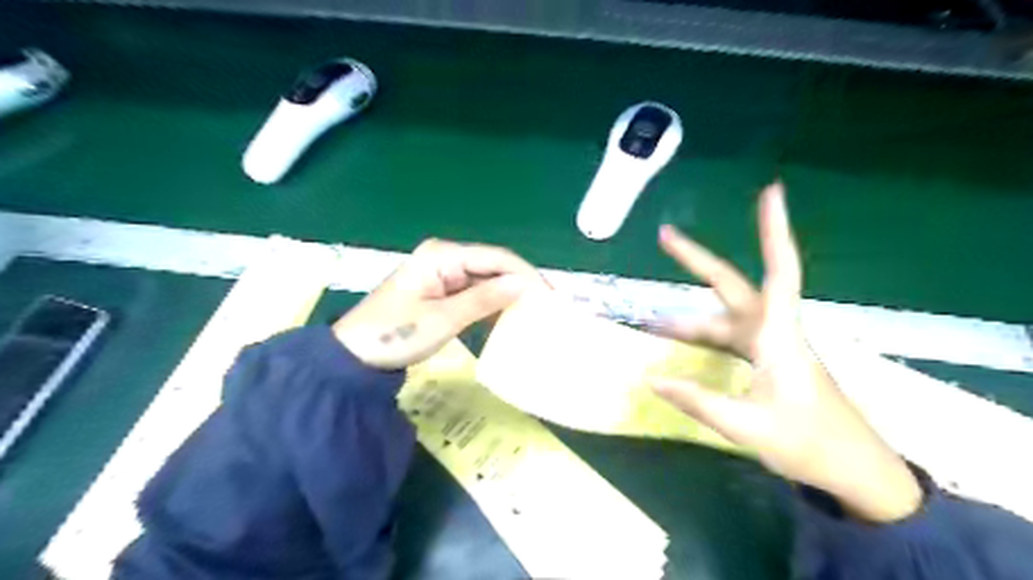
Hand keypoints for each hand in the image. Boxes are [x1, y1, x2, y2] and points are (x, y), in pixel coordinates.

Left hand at [337, 240, 546, 370]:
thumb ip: (484, 300)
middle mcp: (444, 256)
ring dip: (509, 292)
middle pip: (493, 264)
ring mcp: (442, 272)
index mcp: (442, 255)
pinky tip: (510, 312)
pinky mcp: (441, 289)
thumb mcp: (443, 319)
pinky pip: (475, 289)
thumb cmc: (395, 335)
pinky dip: (493, 301)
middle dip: (520, 282)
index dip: (525, 274)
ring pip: (486, 277)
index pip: (495, 257)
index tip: (550, 295)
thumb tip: (525, 285)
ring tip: (536, 309)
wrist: (354, 357)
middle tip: (548, 304)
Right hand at [648, 183, 923, 522]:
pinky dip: (701, 337)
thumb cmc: (809, 442)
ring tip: (650, 321)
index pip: (778, 271)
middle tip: (664, 235)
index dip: (773, 230)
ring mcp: (770, 345)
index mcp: (778, 336)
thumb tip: (650, 378)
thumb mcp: (747, 426)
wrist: (852, 469)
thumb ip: (697, 400)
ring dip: (688, 317)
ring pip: (723, 318)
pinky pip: (728, 338)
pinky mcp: (767, 359)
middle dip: (697, 260)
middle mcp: (774, 331)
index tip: (771, 191)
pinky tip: (680, 344)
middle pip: (734, 285)